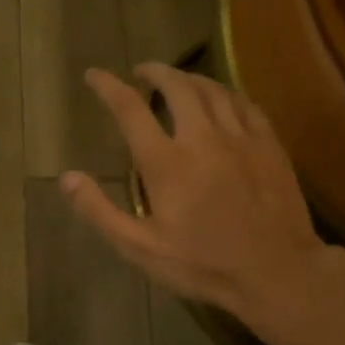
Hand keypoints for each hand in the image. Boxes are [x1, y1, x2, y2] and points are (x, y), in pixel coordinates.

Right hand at [62, 64, 335, 324]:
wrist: (278, 273)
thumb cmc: (204, 264)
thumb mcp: (140, 248)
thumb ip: (100, 211)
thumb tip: (66, 178)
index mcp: (166, 163)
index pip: (130, 109)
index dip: (108, 87)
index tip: (94, 75)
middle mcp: (202, 138)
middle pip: (177, 86)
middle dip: (155, 72)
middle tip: (142, 72)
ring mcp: (241, 138)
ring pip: (213, 90)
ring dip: (189, 78)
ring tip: (177, 79)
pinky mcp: (269, 146)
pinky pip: (245, 104)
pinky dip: (225, 94)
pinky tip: (221, 99)